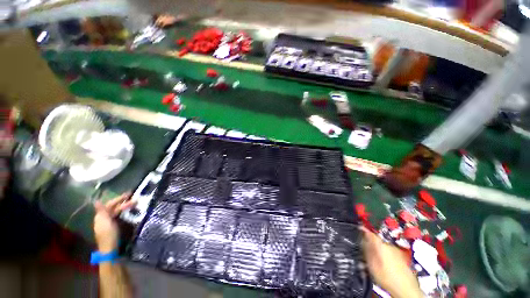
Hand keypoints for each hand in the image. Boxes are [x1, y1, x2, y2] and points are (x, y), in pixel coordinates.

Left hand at [93, 192, 134, 252]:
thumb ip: (102, 211)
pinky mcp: (115, 227)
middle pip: (114, 208)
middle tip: (135, 198)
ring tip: (135, 204)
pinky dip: (125, 212)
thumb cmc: (108, 235)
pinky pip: (120, 216)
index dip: (118, 199)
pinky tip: (131, 211)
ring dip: (126, 207)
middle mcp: (104, 218)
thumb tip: (96, 201)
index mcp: (101, 217)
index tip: (128, 195)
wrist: (111, 249)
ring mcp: (110, 223)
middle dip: (123, 202)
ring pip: (118, 212)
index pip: (109, 205)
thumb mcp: (105, 222)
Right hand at [360, 227, 422, 297]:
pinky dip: (383, 255)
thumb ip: (367, 251)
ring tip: (372, 259)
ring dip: (377, 250)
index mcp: (382, 246)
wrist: (407, 289)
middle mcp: (390, 246)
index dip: (364, 229)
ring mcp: (397, 251)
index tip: (359, 227)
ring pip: (383, 247)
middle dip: (370, 243)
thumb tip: (362, 241)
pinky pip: (389, 252)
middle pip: (377, 240)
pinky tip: (382, 264)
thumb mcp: (372, 265)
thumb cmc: (387, 277)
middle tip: (364, 248)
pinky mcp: (401, 258)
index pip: (370, 233)